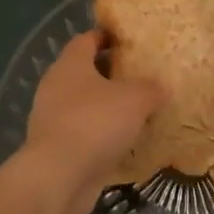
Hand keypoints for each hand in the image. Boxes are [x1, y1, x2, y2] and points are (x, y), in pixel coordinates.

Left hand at [19, 31, 162, 209]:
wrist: (58, 177)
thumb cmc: (95, 123)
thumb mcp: (135, 100)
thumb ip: (150, 88)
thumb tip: (161, 86)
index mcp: (70, 64)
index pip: (86, 39)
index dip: (106, 37)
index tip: (128, 41)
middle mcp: (56, 86)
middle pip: (84, 71)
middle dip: (110, 73)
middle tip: (139, 76)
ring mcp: (52, 118)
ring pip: (83, 103)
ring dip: (105, 106)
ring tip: (136, 111)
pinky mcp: (55, 147)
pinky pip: (82, 132)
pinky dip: (100, 134)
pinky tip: (122, 141)